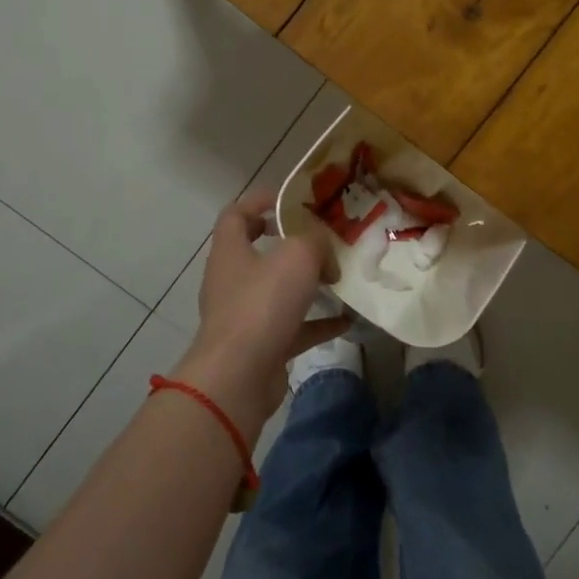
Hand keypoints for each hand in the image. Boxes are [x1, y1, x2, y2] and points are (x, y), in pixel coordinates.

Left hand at [172, 190, 348, 442]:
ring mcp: (245, 314)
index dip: (260, 201)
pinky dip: (318, 322)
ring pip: (278, 290)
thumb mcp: (297, 257)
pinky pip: (293, 327)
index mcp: (231, 251)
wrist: (238, 377)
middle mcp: (233, 280)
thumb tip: (324, 255)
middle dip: (292, 244)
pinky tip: (347, 320)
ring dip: (307, 284)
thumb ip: (315, 242)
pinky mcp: (261, 345)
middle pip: (259, 251)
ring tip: (339, 278)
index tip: (292, 200)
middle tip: (323, 239)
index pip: (236, 214)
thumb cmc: (261, 305)